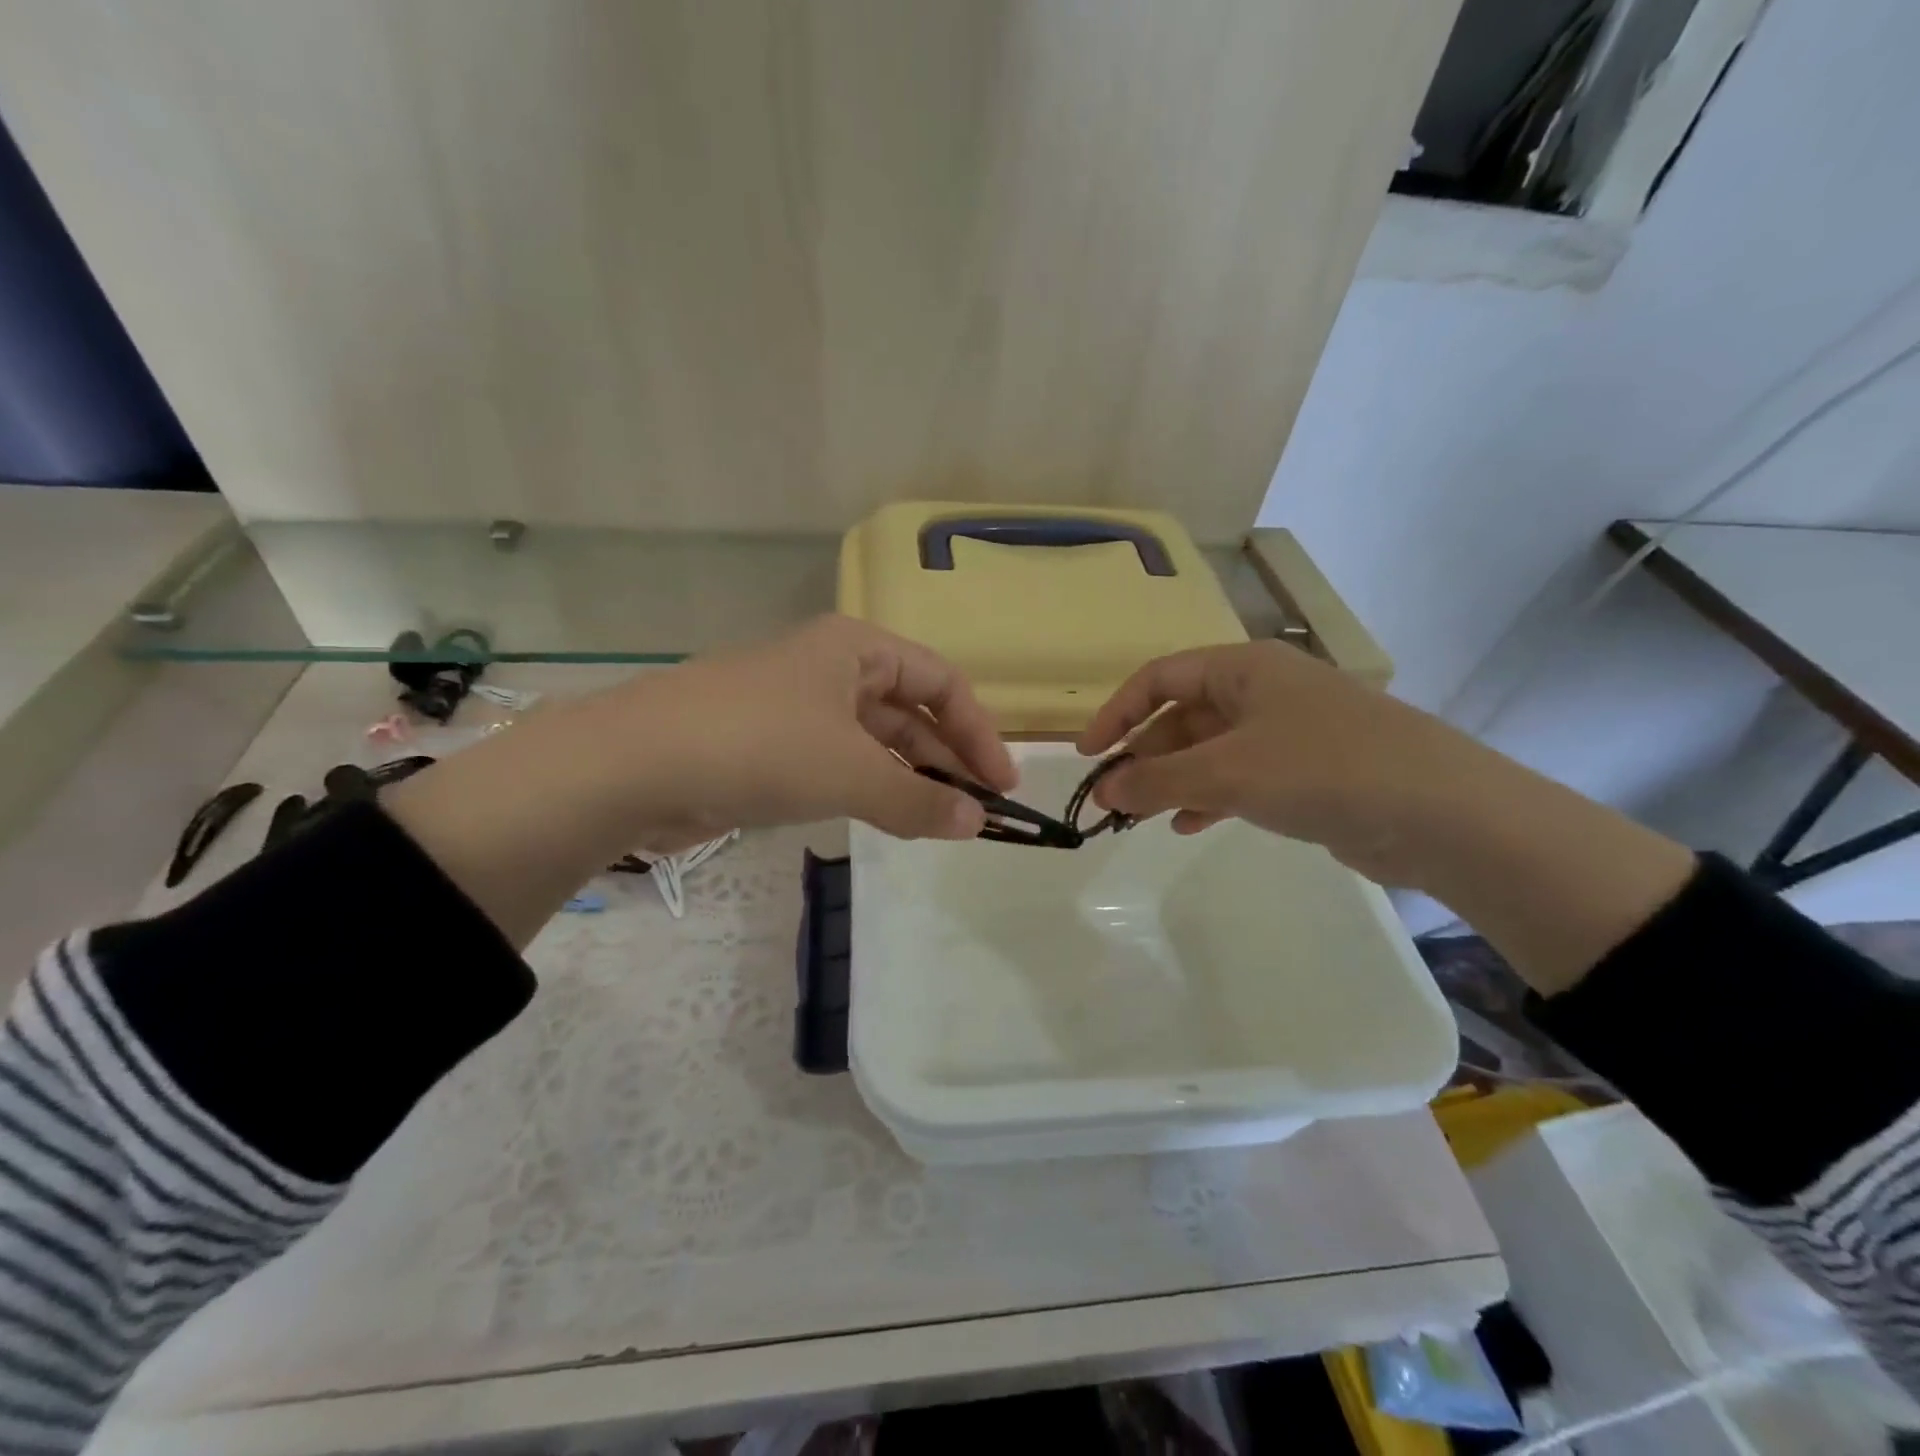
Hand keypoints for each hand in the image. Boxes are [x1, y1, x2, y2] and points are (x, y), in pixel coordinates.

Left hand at [614, 614, 1016, 848]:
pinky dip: (869, 789)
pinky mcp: (771, 748)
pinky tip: (887, 820)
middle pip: (910, 711)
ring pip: (875, 742)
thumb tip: (977, 824)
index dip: (980, 731)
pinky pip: (839, 765)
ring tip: (940, 822)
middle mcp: (832, 669)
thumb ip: (919, 800)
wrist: (633, 765)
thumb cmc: (760, 745)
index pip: (942, 682)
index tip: (1003, 786)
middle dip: (947, 759)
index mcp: (857, 650)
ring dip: (910, 778)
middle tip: (976, 812)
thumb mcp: (852, 772)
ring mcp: (798, 708)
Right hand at [1077, 640, 1695, 995]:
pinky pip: (1239, 778)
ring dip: (1171, 780)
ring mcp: (1287, 732)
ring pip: (1209, 751)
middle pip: (1182, 716)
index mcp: (1243, 668)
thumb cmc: (1323, 769)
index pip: (1159, 678)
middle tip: (1111, 799)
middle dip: (1143, 756)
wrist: (1443, 814)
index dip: (1116, 714)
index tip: (1086, 756)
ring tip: (1139, 817)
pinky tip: (1188, 825)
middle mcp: (1263, 691)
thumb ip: (1157, 779)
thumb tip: (1102, 790)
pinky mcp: (1306, 772)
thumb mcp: (1228, 771)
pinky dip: (1208, 798)